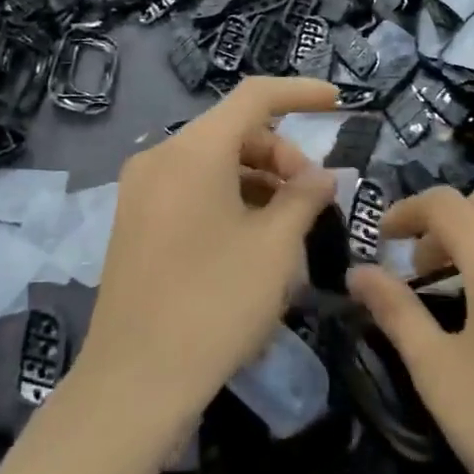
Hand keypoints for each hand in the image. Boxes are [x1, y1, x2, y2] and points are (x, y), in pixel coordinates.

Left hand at [76, 77, 338, 435]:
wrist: (135, 380)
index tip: (338, 102)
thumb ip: (304, 197)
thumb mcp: (275, 247)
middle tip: (314, 198)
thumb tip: (321, 175)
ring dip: (258, 180)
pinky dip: (229, 198)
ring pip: (213, 163)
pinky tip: (253, 237)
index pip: (254, 97)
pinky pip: (191, 190)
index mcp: (193, 151)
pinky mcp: (134, 222)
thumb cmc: (215, 303)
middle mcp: (160, 158)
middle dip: (282, 154)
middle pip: (233, 132)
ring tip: (290, 223)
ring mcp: (140, 191)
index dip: (301, 93)